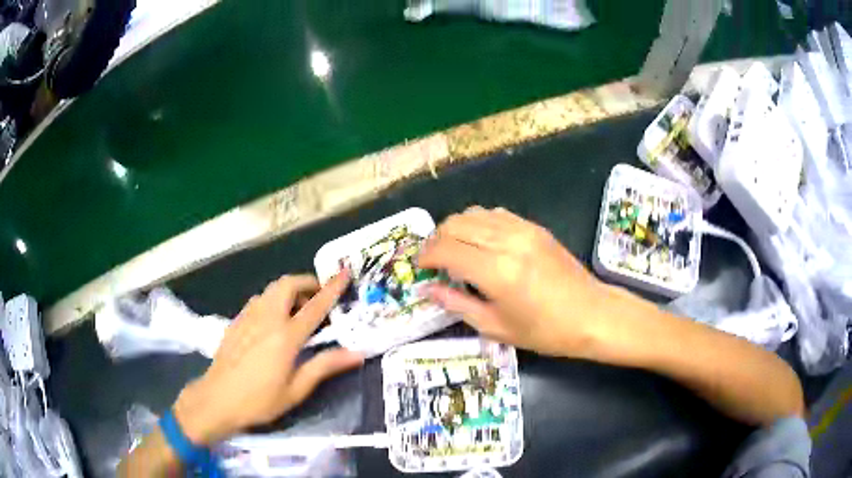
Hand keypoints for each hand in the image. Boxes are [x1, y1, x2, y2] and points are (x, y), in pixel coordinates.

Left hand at [172, 272, 364, 444]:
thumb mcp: (296, 390)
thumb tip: (356, 354)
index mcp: (285, 336)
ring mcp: (248, 317)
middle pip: (287, 285)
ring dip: (289, 291)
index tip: (345, 272)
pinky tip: (274, 321)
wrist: (217, 399)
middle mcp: (266, 319)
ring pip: (271, 289)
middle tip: (318, 297)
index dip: (332, 288)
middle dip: (306, 282)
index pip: (314, 306)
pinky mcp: (236, 321)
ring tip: (298, 310)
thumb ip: (324, 367)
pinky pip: (259, 300)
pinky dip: (273, 299)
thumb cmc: (260, 400)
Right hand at [419, 206, 608, 357]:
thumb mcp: (495, 327)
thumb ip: (456, 304)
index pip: (445, 248)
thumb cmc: (544, 331)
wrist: (591, 314)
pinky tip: (482, 243)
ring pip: (473, 213)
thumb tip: (427, 289)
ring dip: (456, 229)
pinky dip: (479, 224)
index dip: (426, 256)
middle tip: (435, 261)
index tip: (421, 268)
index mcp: (496, 272)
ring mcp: (523, 230)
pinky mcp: (534, 227)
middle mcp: (507, 242)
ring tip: (456, 251)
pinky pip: (495, 214)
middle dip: (436, 240)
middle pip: (455, 224)